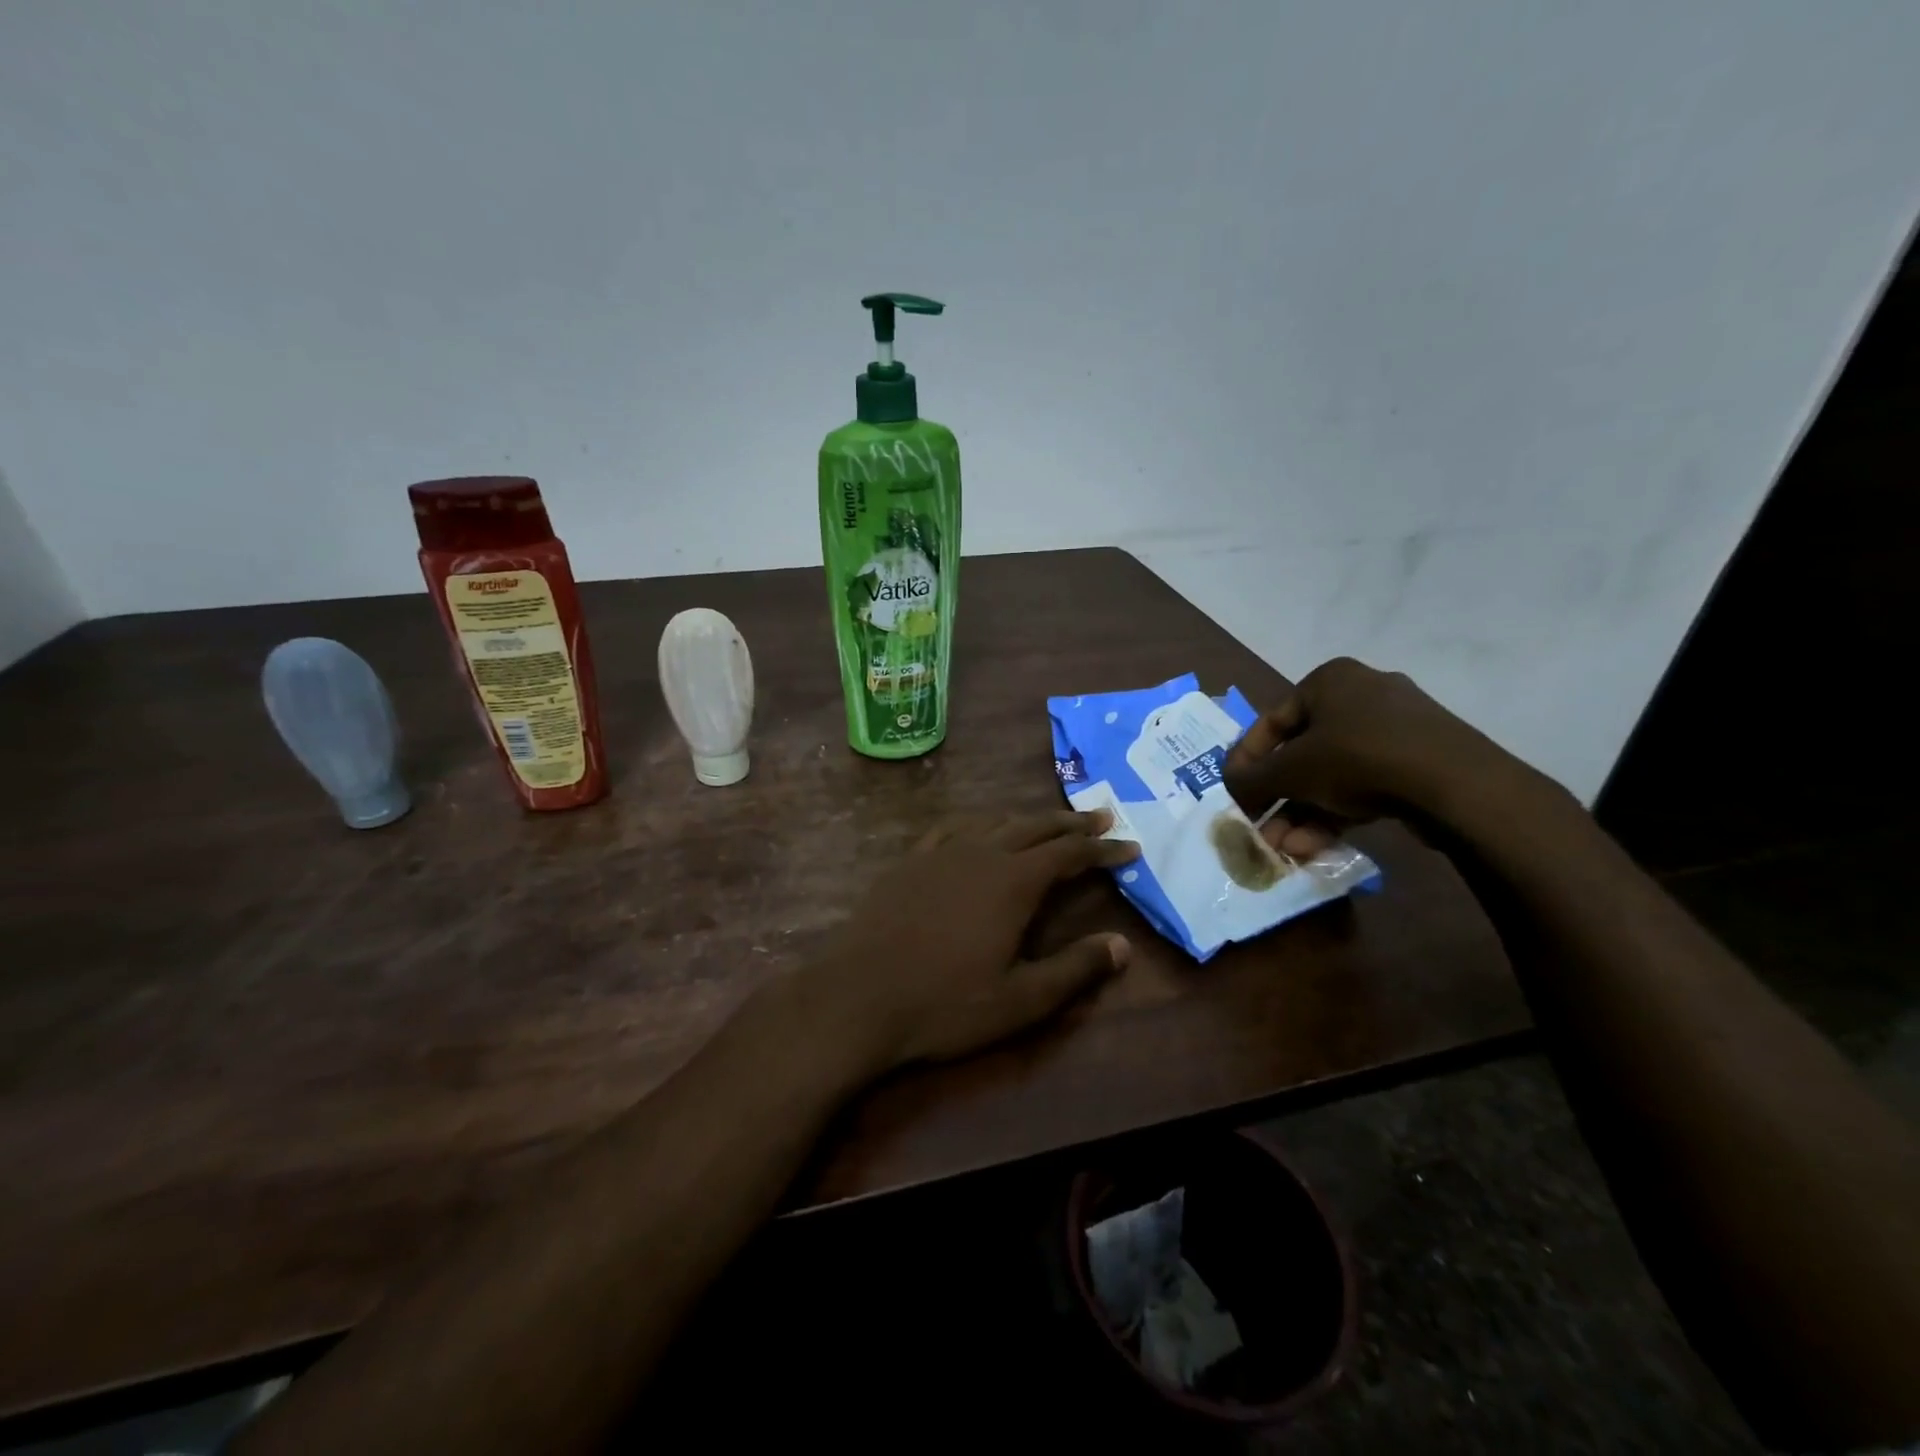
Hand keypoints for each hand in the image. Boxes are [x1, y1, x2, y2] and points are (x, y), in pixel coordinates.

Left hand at [793, 811, 1139, 1074]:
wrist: (858, 997)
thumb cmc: (945, 1004)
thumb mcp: (1021, 999)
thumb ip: (1074, 969)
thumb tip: (1122, 945)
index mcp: (1013, 881)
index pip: (1069, 853)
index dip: (1103, 849)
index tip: (1130, 845)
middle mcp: (981, 854)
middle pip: (1035, 827)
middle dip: (1071, 823)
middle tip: (1101, 816)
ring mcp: (940, 853)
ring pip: (994, 822)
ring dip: (1027, 819)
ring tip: (1048, 821)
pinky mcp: (909, 862)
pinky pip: (951, 829)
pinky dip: (977, 824)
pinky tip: (976, 830)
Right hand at [1224, 657, 1517, 857]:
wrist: (1456, 784)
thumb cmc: (1357, 759)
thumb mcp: (1290, 770)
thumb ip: (1251, 779)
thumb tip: (1230, 786)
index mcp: (1329, 680)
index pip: (1271, 721)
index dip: (1246, 761)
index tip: (1234, 794)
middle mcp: (1362, 695)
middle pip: (1302, 753)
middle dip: (1278, 799)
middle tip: (1261, 830)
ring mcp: (1397, 729)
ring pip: (1333, 774)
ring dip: (1302, 813)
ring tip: (1285, 848)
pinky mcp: (1421, 761)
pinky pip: (1365, 784)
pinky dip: (1337, 812)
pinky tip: (1316, 846)